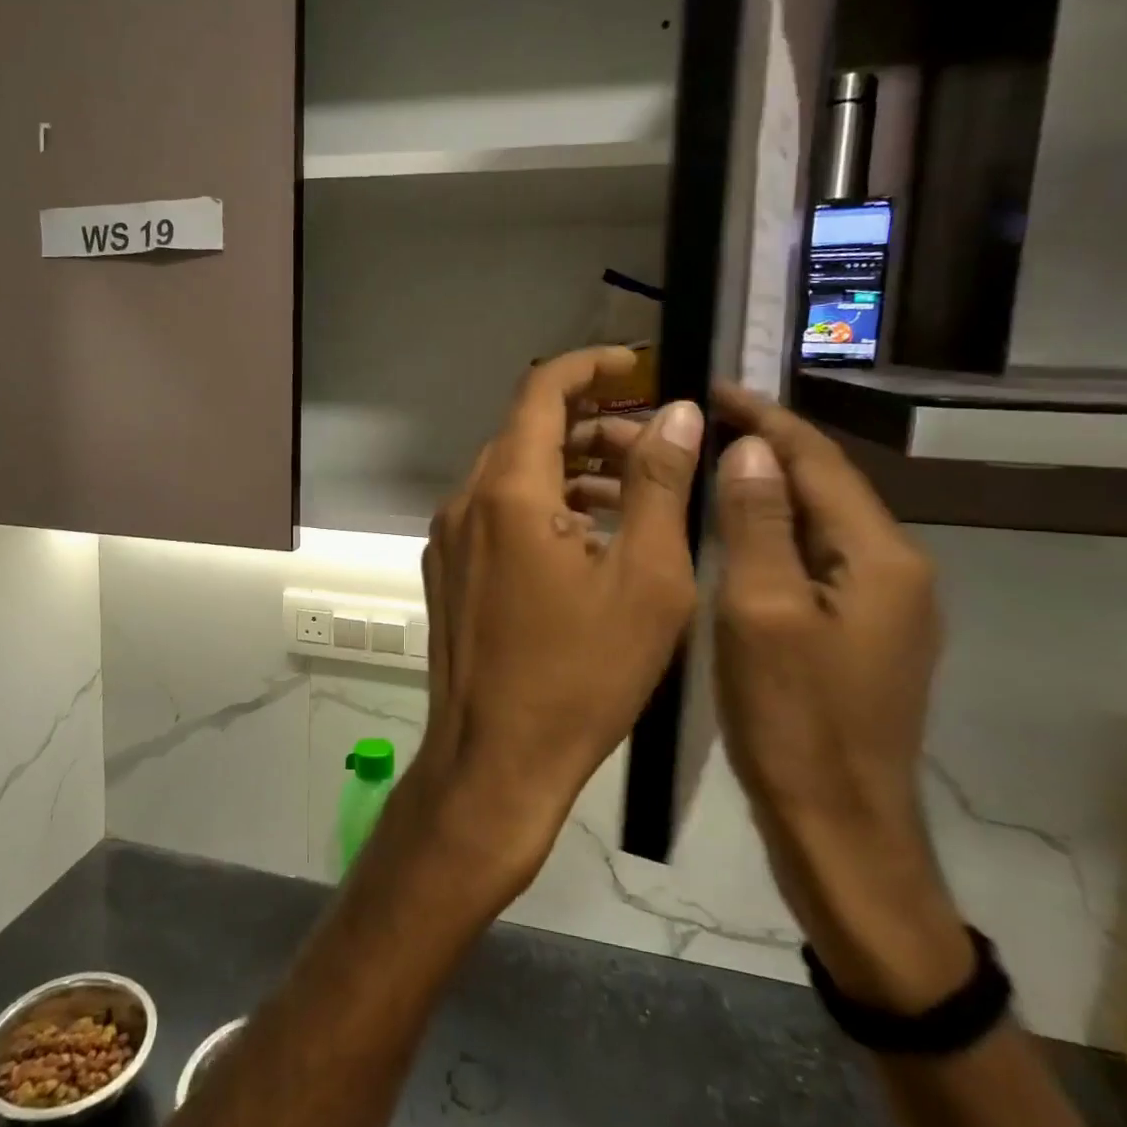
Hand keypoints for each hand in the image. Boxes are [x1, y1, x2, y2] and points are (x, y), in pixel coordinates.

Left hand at [407, 347, 703, 906]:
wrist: (494, 760)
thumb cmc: (581, 676)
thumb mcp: (646, 579)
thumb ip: (659, 484)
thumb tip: (679, 413)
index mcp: (508, 490)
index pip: (541, 390)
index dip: (590, 366)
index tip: (638, 365)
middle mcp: (465, 501)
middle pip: (527, 431)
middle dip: (592, 424)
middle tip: (655, 444)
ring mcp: (449, 537)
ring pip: (511, 473)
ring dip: (569, 467)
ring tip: (633, 491)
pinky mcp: (447, 570)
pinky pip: (496, 512)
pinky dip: (542, 504)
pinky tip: (588, 537)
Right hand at [707, 383, 969, 1010]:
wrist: (839, 827)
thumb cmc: (794, 720)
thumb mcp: (762, 612)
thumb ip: (759, 522)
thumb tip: (751, 446)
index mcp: (879, 557)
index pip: (819, 461)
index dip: (765, 419)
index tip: (712, 388)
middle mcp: (893, 569)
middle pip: (823, 486)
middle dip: (762, 446)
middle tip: (694, 424)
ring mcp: (879, 604)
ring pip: (814, 523)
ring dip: (763, 487)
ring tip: (701, 464)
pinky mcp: (856, 631)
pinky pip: (809, 558)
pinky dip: (768, 530)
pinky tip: (728, 530)